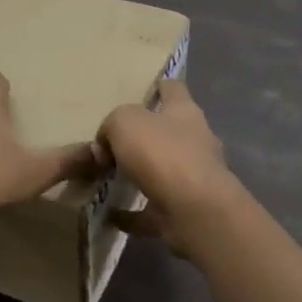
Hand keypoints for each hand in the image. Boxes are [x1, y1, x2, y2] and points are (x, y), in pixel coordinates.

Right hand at [97, 79, 243, 256]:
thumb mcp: (125, 123)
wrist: (195, 210)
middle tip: (112, 142)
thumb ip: (111, 125)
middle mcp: (194, 141)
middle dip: (145, 135)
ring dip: (139, 174)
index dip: (160, 86)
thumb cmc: (163, 153)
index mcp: (184, 112)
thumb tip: (106, 145)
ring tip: (108, 178)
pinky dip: (132, 213)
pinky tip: (110, 215)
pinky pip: (152, 210)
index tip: (144, 90)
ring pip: (161, 171)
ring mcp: (193, 178)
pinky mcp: (185, 211)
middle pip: (169, 131)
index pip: (174, 89)